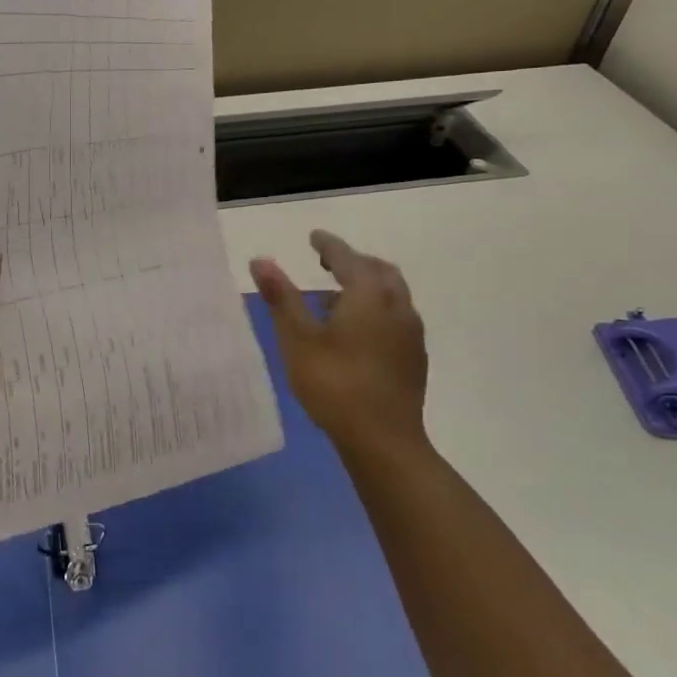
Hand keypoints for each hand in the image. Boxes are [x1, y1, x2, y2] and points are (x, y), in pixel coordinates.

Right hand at [250, 230, 428, 460]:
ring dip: (367, 286)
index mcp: (368, 295)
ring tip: (337, 299)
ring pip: (392, 294)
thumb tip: (261, 260)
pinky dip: (377, 309)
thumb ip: (281, 297)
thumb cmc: (334, 384)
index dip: (329, 246)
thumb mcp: (298, 339)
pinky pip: (396, 317)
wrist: (384, 440)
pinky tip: (358, 332)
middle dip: (354, 262)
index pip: (347, 258)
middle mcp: (396, 306)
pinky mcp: (414, 358)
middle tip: (328, 263)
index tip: (314, 237)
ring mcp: (411, 333)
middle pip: (378, 271)